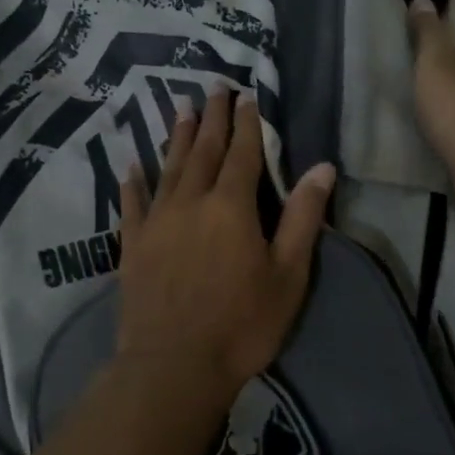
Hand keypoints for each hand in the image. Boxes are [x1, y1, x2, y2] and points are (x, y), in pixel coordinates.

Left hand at [116, 88, 335, 410]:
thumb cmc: (242, 324)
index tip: (247, 97)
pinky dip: (133, 184)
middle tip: (214, 87)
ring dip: (177, 138)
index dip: (247, 124)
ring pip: (168, 169)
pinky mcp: (133, 247)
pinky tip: (131, 167)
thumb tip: (323, 168)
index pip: (242, 154)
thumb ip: (302, 218)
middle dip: (212, 118)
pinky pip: (132, 205)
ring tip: (181, 109)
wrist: (174, 366)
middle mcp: (191, 203)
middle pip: (203, 151)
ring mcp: (157, 223)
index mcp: (232, 207)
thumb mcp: (288, 275)